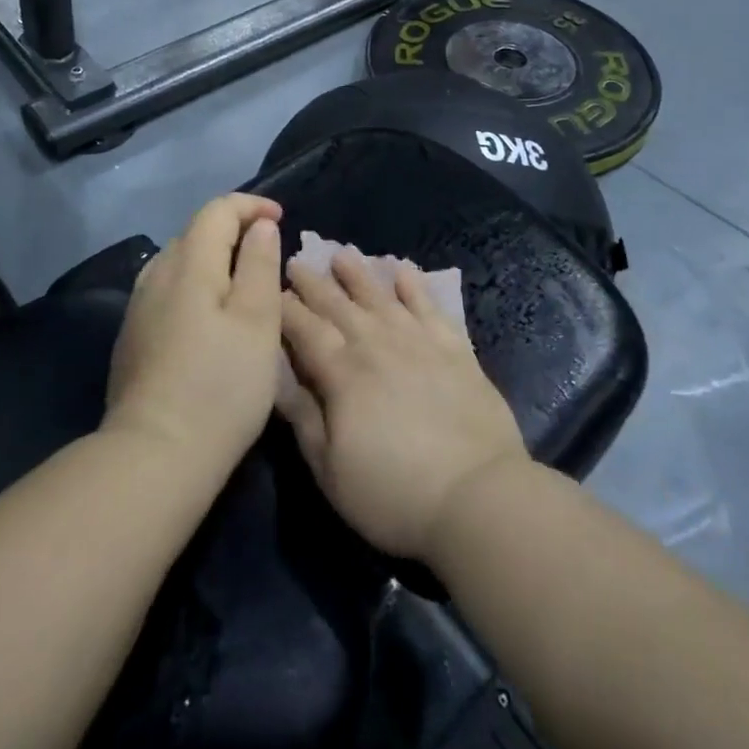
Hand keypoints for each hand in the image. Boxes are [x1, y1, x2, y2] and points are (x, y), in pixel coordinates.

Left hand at [104, 194, 284, 479]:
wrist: (154, 457)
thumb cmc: (220, 386)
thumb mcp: (258, 321)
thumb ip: (259, 264)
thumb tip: (259, 226)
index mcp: (189, 264)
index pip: (217, 210)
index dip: (251, 205)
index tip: (281, 217)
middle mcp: (156, 275)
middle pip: (195, 231)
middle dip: (233, 228)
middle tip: (268, 248)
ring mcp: (138, 307)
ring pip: (179, 260)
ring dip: (212, 256)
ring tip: (243, 279)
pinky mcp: (132, 337)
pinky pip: (168, 289)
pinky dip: (195, 283)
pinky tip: (210, 314)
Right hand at [277, 249, 528, 560]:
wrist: (476, 495)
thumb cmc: (394, 493)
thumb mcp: (331, 470)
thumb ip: (303, 419)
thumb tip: (277, 377)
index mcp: (342, 373)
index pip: (306, 330)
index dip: (286, 310)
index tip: (272, 290)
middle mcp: (376, 344)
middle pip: (338, 305)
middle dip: (314, 283)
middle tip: (297, 261)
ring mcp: (418, 340)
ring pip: (380, 296)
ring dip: (358, 273)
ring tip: (342, 254)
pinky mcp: (454, 346)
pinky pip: (428, 305)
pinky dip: (414, 285)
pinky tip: (403, 269)